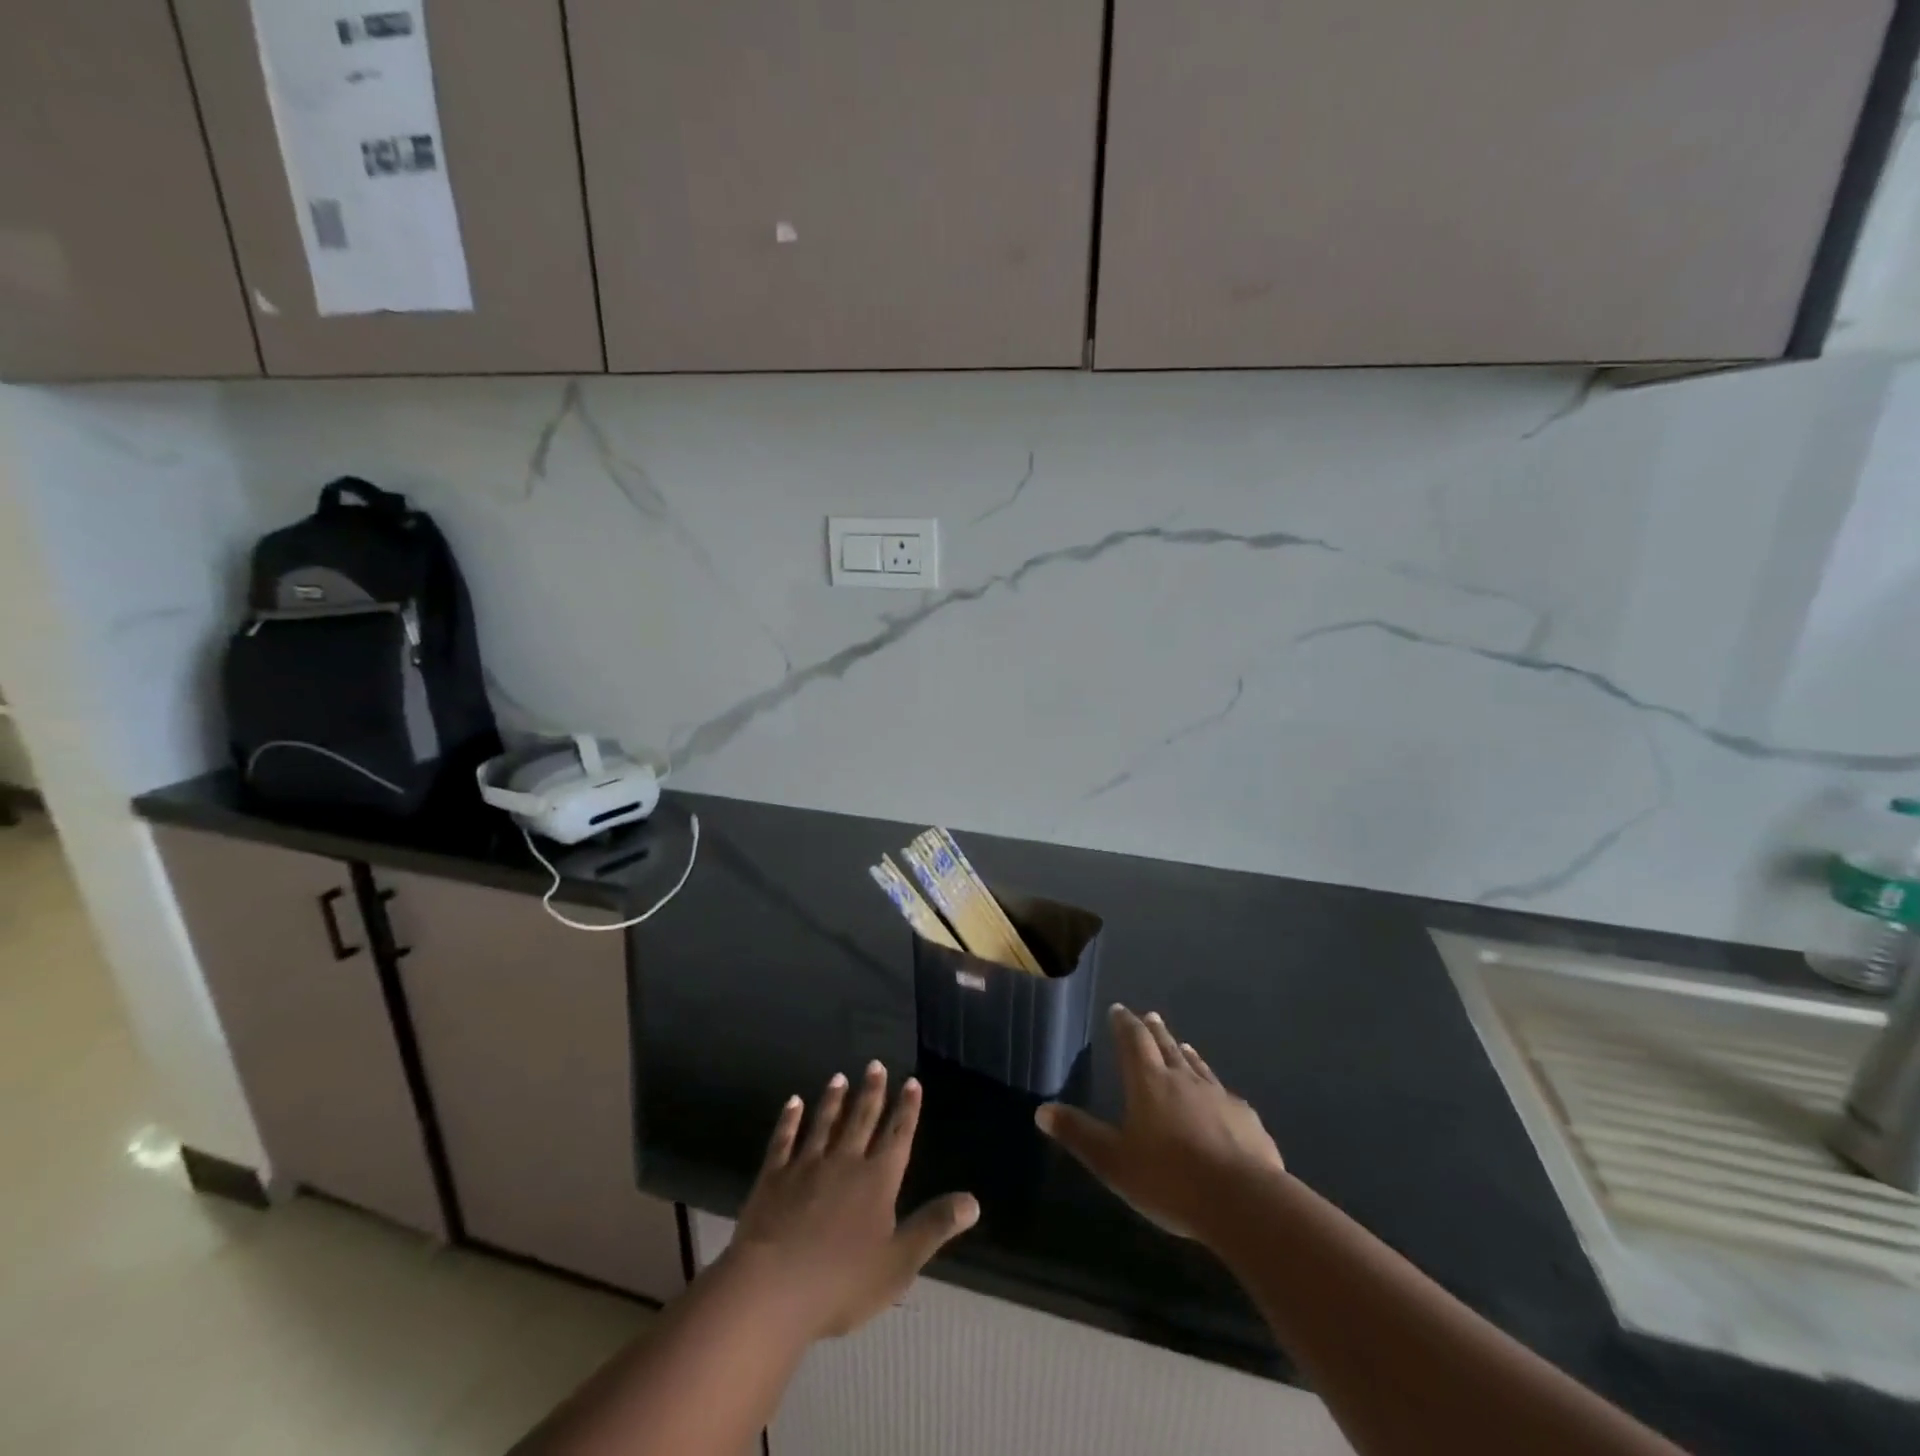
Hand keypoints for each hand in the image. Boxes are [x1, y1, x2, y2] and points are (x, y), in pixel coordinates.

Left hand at [728, 1062, 978, 1339]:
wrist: (773, 1288)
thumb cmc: (842, 1282)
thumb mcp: (899, 1263)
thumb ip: (934, 1227)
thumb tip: (974, 1201)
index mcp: (877, 1181)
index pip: (897, 1136)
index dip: (907, 1110)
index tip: (911, 1082)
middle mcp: (845, 1162)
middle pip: (861, 1120)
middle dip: (872, 1092)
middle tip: (876, 1064)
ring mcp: (807, 1166)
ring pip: (824, 1123)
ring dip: (833, 1100)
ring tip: (839, 1077)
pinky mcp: (774, 1176)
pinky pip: (784, 1140)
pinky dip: (789, 1120)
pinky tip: (793, 1102)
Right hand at [1036, 1005, 1282, 1240]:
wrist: (1244, 1202)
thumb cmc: (1170, 1180)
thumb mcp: (1114, 1162)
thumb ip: (1079, 1135)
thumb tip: (1041, 1110)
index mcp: (1149, 1083)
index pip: (1133, 1041)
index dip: (1124, 1024)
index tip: (1119, 1009)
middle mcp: (1183, 1079)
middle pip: (1166, 1046)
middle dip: (1155, 1031)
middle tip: (1150, 1016)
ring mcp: (1219, 1097)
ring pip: (1198, 1066)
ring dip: (1185, 1053)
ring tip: (1182, 1045)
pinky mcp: (1246, 1120)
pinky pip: (1225, 1094)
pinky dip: (1214, 1087)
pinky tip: (1221, 1097)